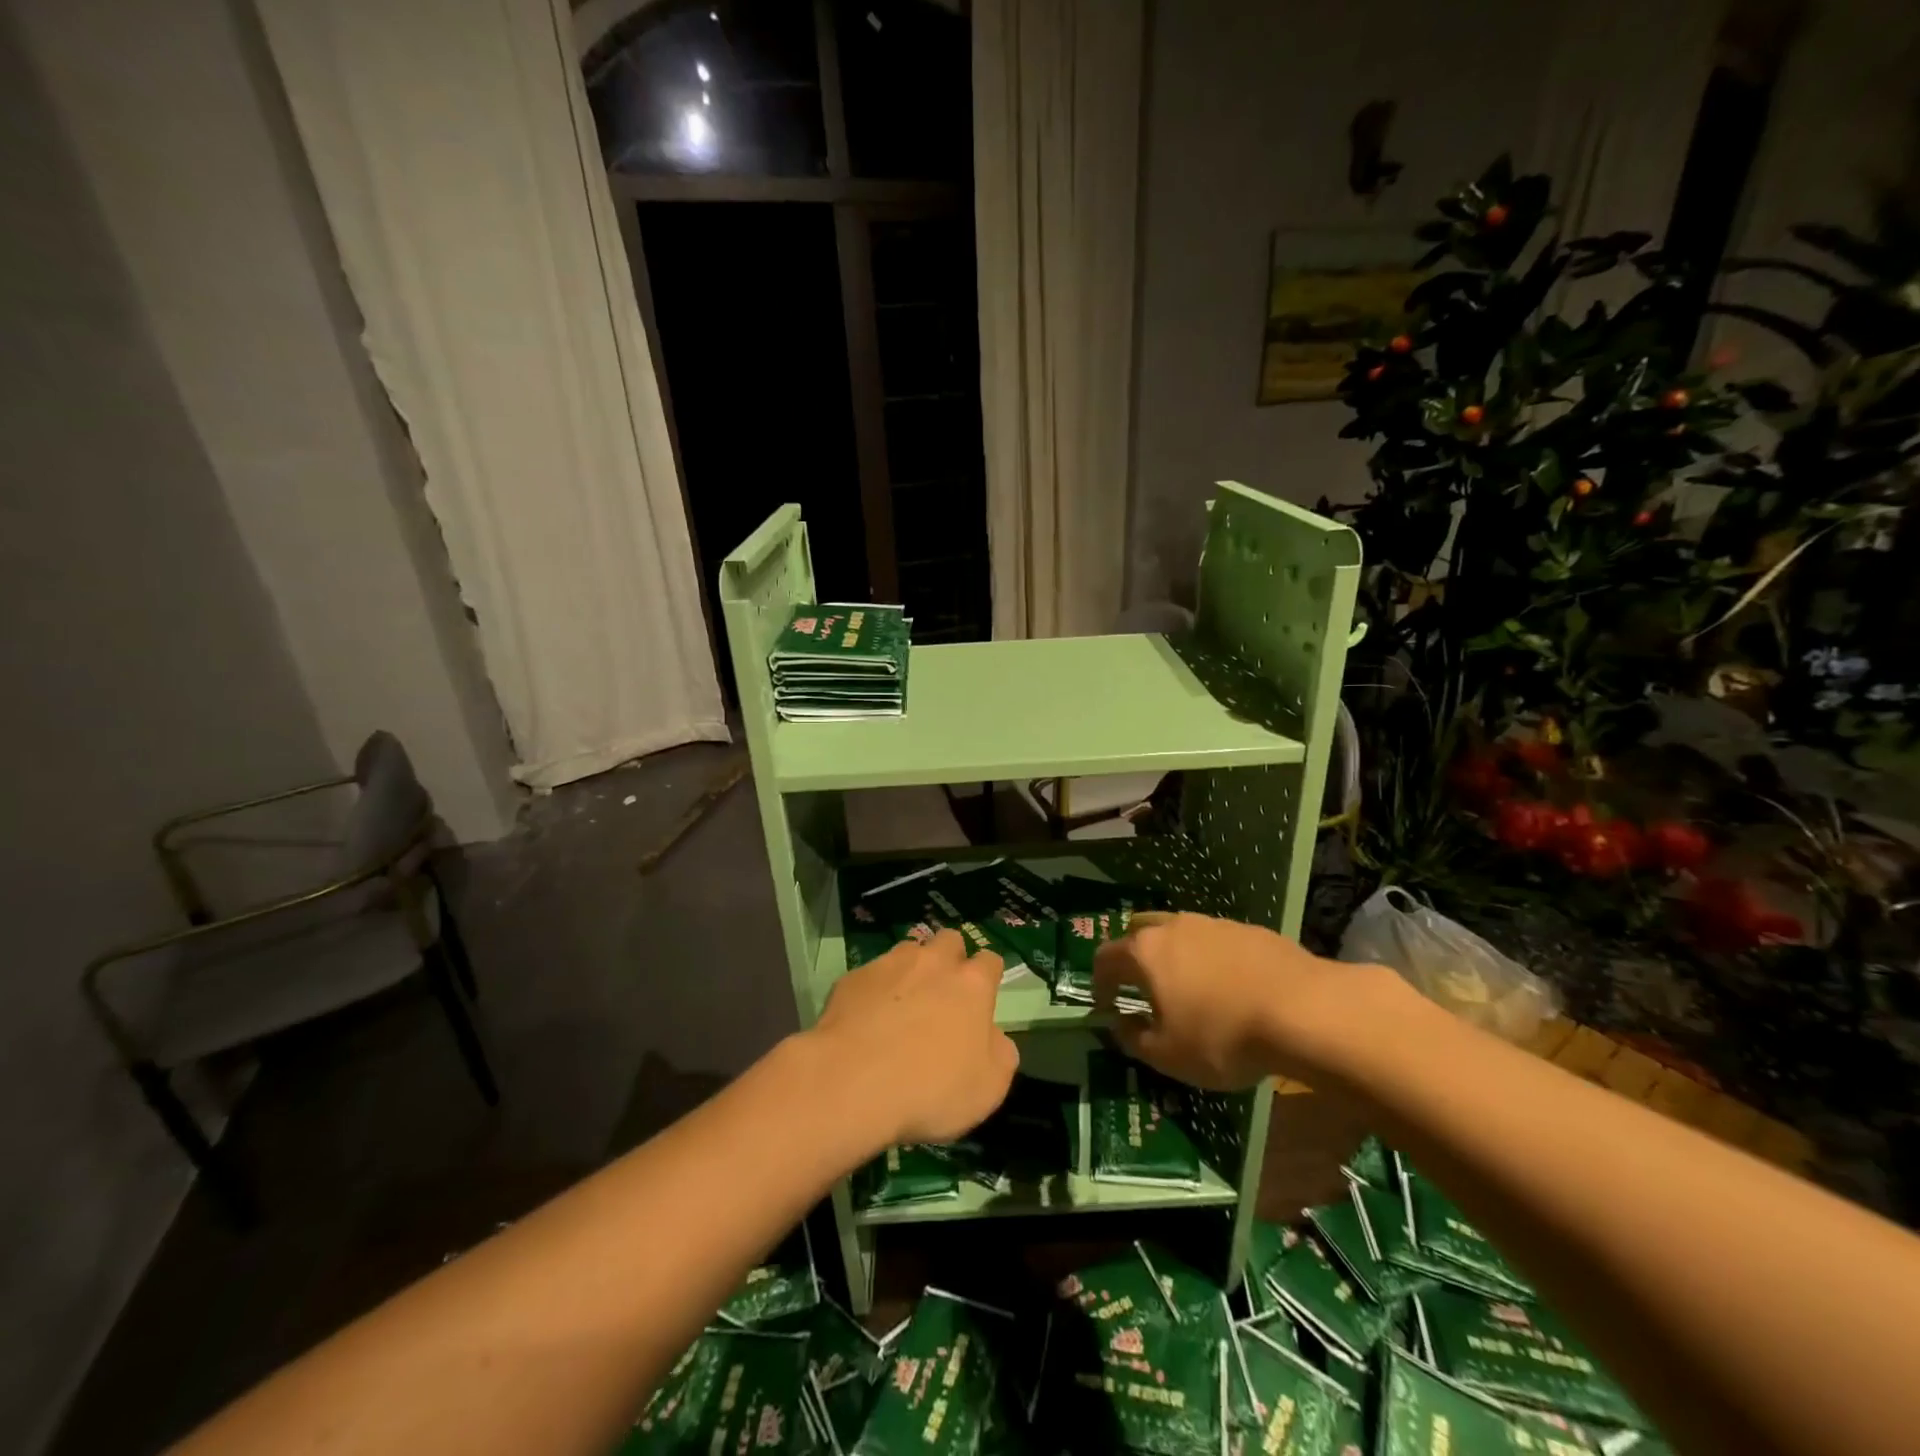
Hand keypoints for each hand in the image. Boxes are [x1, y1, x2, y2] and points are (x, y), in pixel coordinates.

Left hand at [809, 929, 1018, 1145]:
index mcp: (971, 984)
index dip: (988, 977)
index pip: (990, 960)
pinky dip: (874, 990)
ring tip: (903, 1002)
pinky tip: (866, 1019)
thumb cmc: (930, 1088)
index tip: (982, 999)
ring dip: (912, 969)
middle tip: (943, 994)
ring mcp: (890, 965)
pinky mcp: (853, 977)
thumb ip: (999, 1054)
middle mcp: (933, 962)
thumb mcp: (988, 1088)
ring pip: (909, 950)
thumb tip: (993, 1037)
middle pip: (950, 940)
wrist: (852, 1083)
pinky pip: (871, 974)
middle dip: (950, 958)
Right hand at [1093, 911, 1393, 1089]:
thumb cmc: (1222, 1036)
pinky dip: (1212, 959)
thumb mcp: (1168, 1055)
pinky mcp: (1251, 930)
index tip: (1106, 1006)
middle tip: (1141, 986)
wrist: (1305, 1010)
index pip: (1105, 957)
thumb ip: (1133, 1039)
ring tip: (1189, 987)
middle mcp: (1174, 927)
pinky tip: (1231, 987)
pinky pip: (1217, 941)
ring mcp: (1214, 924)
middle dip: (1134, 956)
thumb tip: (1118, 1024)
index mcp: (1146, 952)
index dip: (1099, 983)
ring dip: (1175, 955)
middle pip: (1140, 931)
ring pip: (1180, 932)